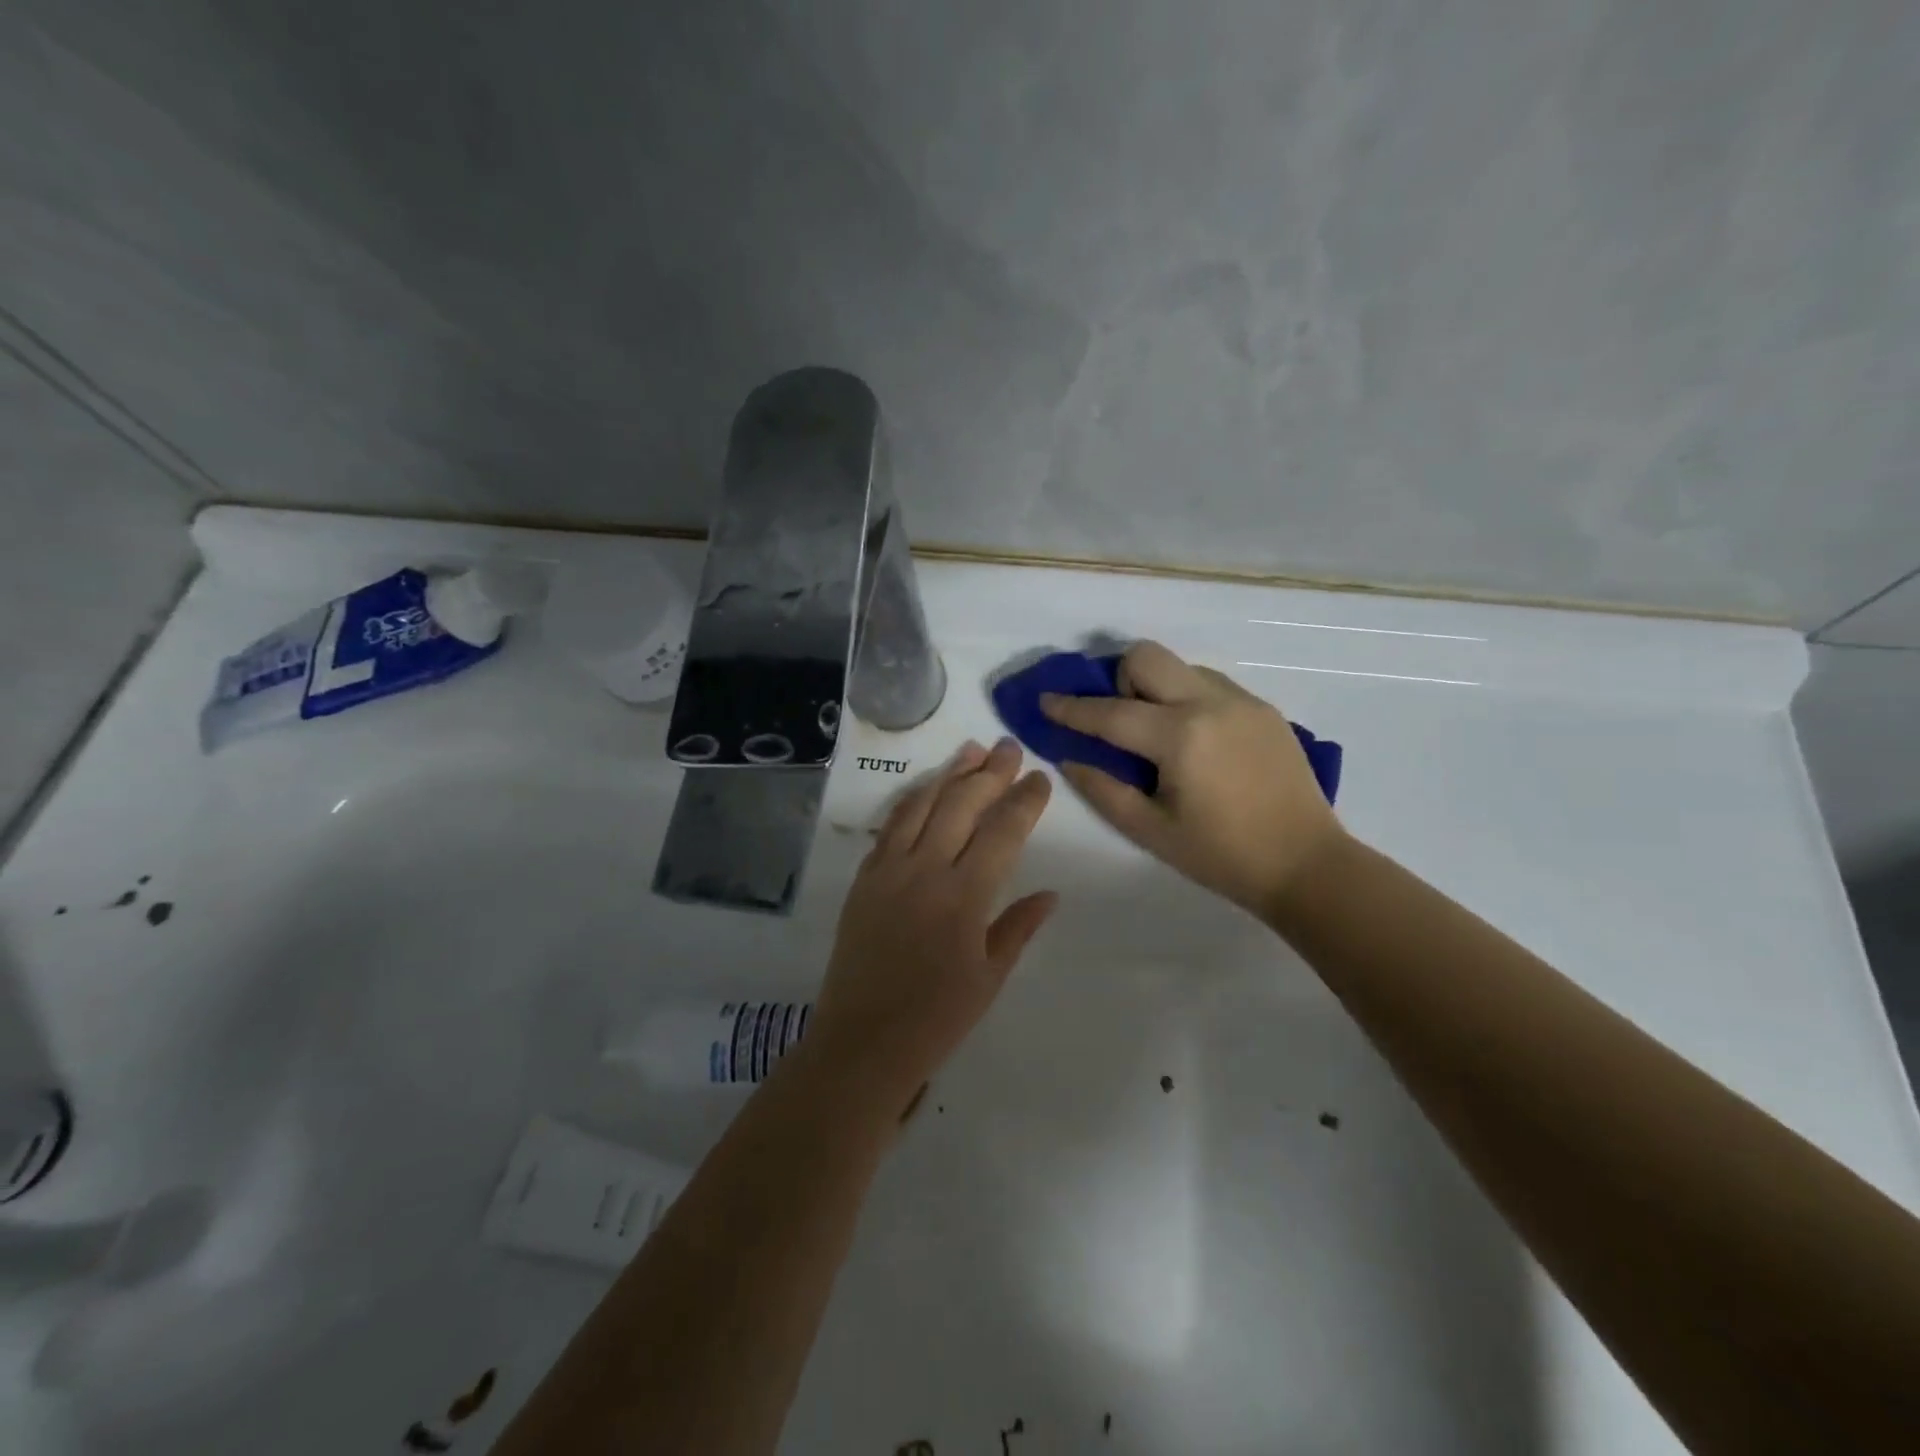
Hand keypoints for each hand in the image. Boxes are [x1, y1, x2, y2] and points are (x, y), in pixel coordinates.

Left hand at [808, 738, 1056, 1111]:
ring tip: (971, 749)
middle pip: (962, 805)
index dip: (1024, 801)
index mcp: (964, 897)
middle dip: (990, 772)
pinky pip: (891, 826)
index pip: (1002, 832)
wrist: (862, 1042)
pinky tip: (927, 788)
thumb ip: (1018, 927)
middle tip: (1009, 748)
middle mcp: (926, 871)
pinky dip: (912, 800)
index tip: (1040, 778)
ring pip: (922, 805)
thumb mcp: (989, 977)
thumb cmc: (936, 1019)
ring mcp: (889, 870)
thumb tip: (1049, 893)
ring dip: (949, 774)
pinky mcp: (865, 878)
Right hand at [1041, 641, 1343, 919]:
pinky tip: (1196, 740)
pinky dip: (1187, 698)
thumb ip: (1103, 789)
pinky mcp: (1263, 708)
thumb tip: (1071, 757)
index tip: (1045, 700)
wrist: (1306, 864)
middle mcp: (1210, 703)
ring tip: (1159, 733)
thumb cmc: (1222, 855)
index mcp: (1180, 737)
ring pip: (1180, 665)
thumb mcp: (1150, 831)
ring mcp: (1242, 701)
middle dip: (1118, 678)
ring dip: (1155, 687)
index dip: (1071, 708)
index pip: (1110, 712)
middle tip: (1119, 720)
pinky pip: (1209, 684)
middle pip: (1147, 656)